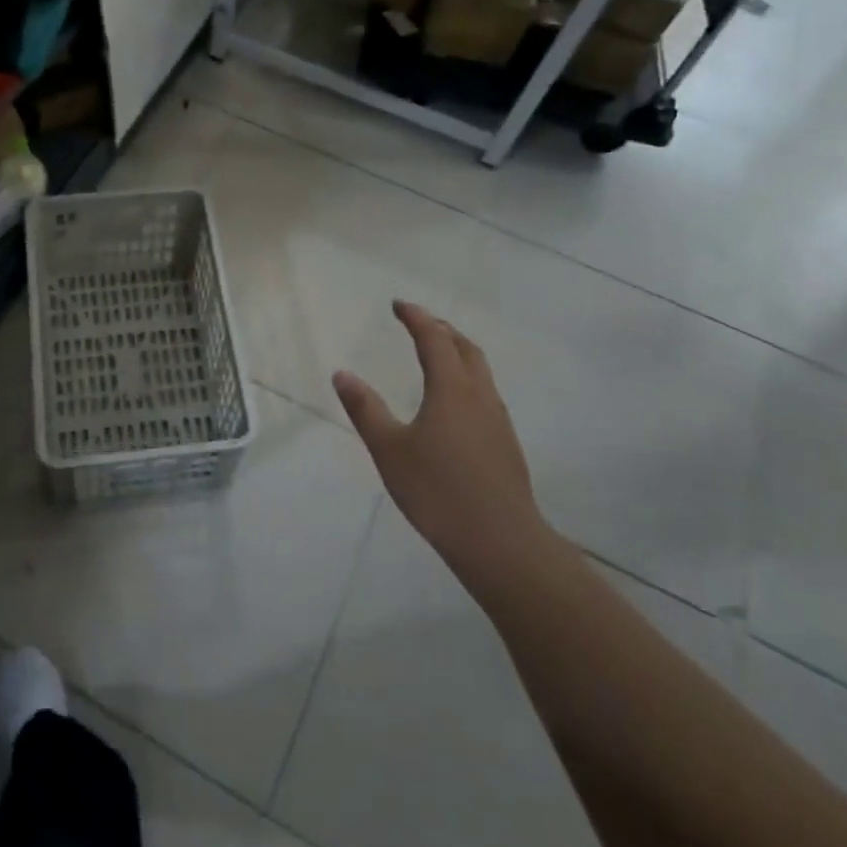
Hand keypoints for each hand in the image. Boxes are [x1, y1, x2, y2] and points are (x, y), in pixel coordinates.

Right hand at [333, 302, 555, 598]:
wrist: (500, 541)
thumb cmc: (437, 491)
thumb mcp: (389, 449)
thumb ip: (365, 409)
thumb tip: (342, 374)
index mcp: (451, 389)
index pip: (434, 339)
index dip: (416, 317)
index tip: (398, 305)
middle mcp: (479, 395)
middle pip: (465, 348)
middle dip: (442, 330)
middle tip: (418, 324)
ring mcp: (497, 419)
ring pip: (480, 371)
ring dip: (458, 353)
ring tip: (436, 356)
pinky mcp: (505, 443)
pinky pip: (484, 394)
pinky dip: (466, 379)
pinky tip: (452, 404)